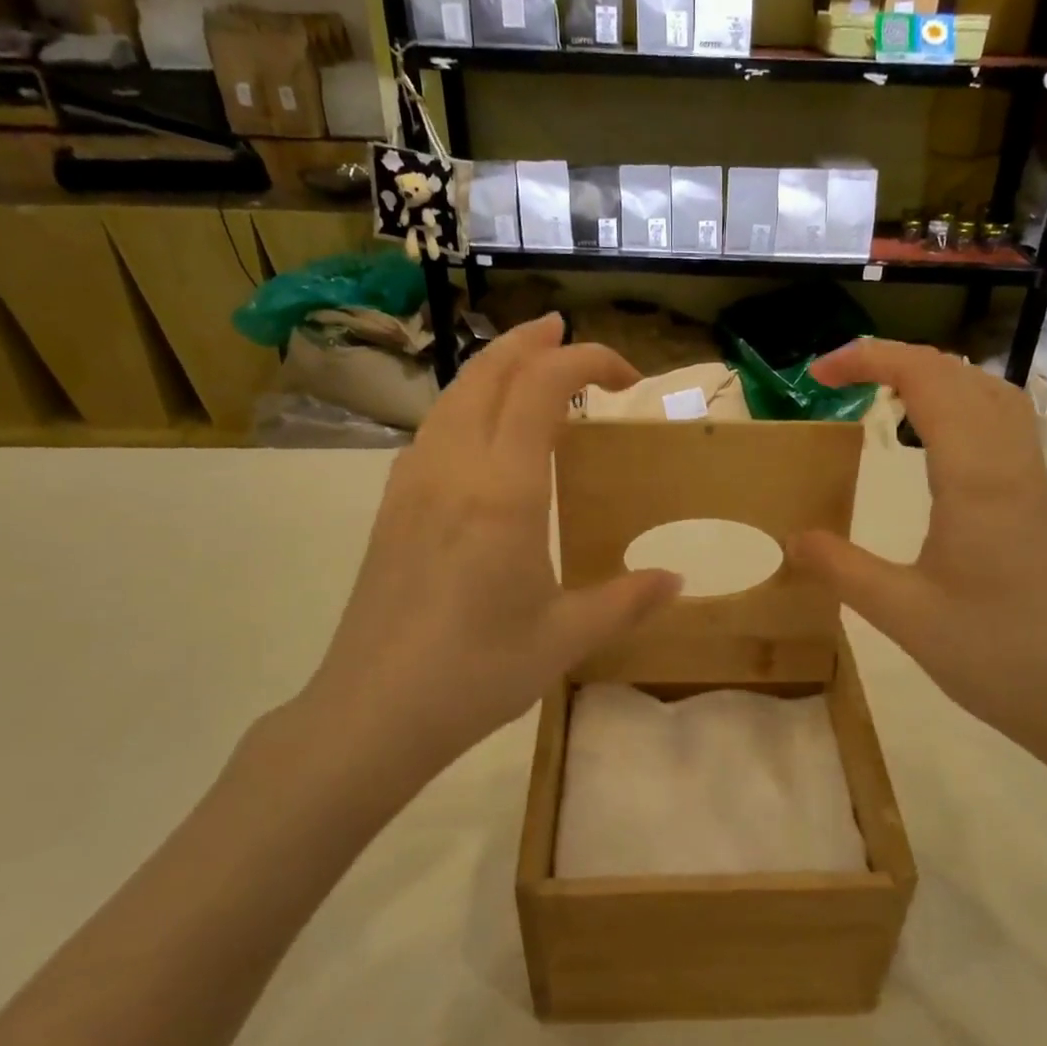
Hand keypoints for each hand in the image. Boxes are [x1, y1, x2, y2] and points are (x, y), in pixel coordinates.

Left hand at [266, 315, 680, 806]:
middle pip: (489, 373)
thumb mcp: (565, 639)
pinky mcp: (392, 507)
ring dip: (494, 369)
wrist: (371, 712)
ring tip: (526, 367)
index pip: (542, 387)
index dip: (586, 360)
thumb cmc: (476, 672)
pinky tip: (480, 435)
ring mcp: (413, 484)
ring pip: (454, 397)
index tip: (626, 379)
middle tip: (565, 333)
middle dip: (532, 343)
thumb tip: (676, 580)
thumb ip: (625, 601)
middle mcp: (454, 468)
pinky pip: (433, 430)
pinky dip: (466, 406)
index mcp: (503, 490)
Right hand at [787, 339, 1046, 779]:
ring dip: (935, 377)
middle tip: (840, 379)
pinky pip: (1003, 425)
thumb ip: (843, 570)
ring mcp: (1033, 482)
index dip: (870, 359)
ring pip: (990, 394)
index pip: (926, 380)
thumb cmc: (998, 656)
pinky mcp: (1039, 504)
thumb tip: (793, 538)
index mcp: (976, 479)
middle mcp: (1010, 465)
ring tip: (885, 395)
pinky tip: (936, 443)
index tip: (819, 373)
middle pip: (960, 374)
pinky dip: (961, 405)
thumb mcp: (904, 616)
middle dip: (895, 359)